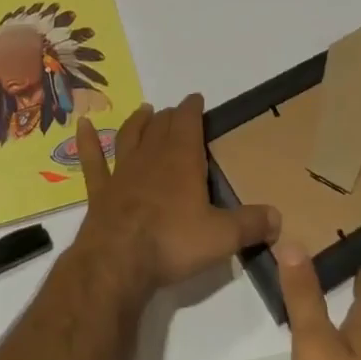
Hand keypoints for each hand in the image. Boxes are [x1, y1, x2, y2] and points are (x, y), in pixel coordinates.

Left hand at [74, 94, 279, 297]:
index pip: (188, 122)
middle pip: (161, 126)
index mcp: (182, 159)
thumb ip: (250, 225)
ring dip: (138, 122)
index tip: (197, 99)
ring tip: (145, 111)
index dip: (193, 108)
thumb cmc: (173, 242)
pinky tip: (81, 126)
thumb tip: (279, 218)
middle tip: (177, 112)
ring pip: (130, 136)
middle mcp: (151, 156)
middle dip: (171, 116)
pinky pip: (92, 160)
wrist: (118, 260)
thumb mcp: (222, 237)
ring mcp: (122, 171)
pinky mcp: (100, 191)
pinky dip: (87, 142)